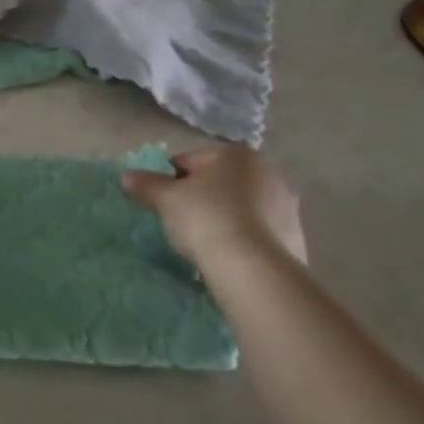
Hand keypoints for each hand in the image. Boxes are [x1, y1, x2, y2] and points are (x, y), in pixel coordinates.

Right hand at [122, 145, 306, 267]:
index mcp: (236, 155)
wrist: (253, 268)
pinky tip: (228, 257)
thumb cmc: (206, 218)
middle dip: (201, 198)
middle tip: (181, 223)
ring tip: (205, 244)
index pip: (189, 161)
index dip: (169, 181)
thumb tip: (127, 176)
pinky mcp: (296, 238)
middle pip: (219, 183)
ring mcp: (286, 206)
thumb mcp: (166, 199)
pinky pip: (259, 233)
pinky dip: (243, 240)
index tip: (161, 203)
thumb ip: (146, 184)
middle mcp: (267, 172)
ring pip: (241, 208)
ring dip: (224, 219)